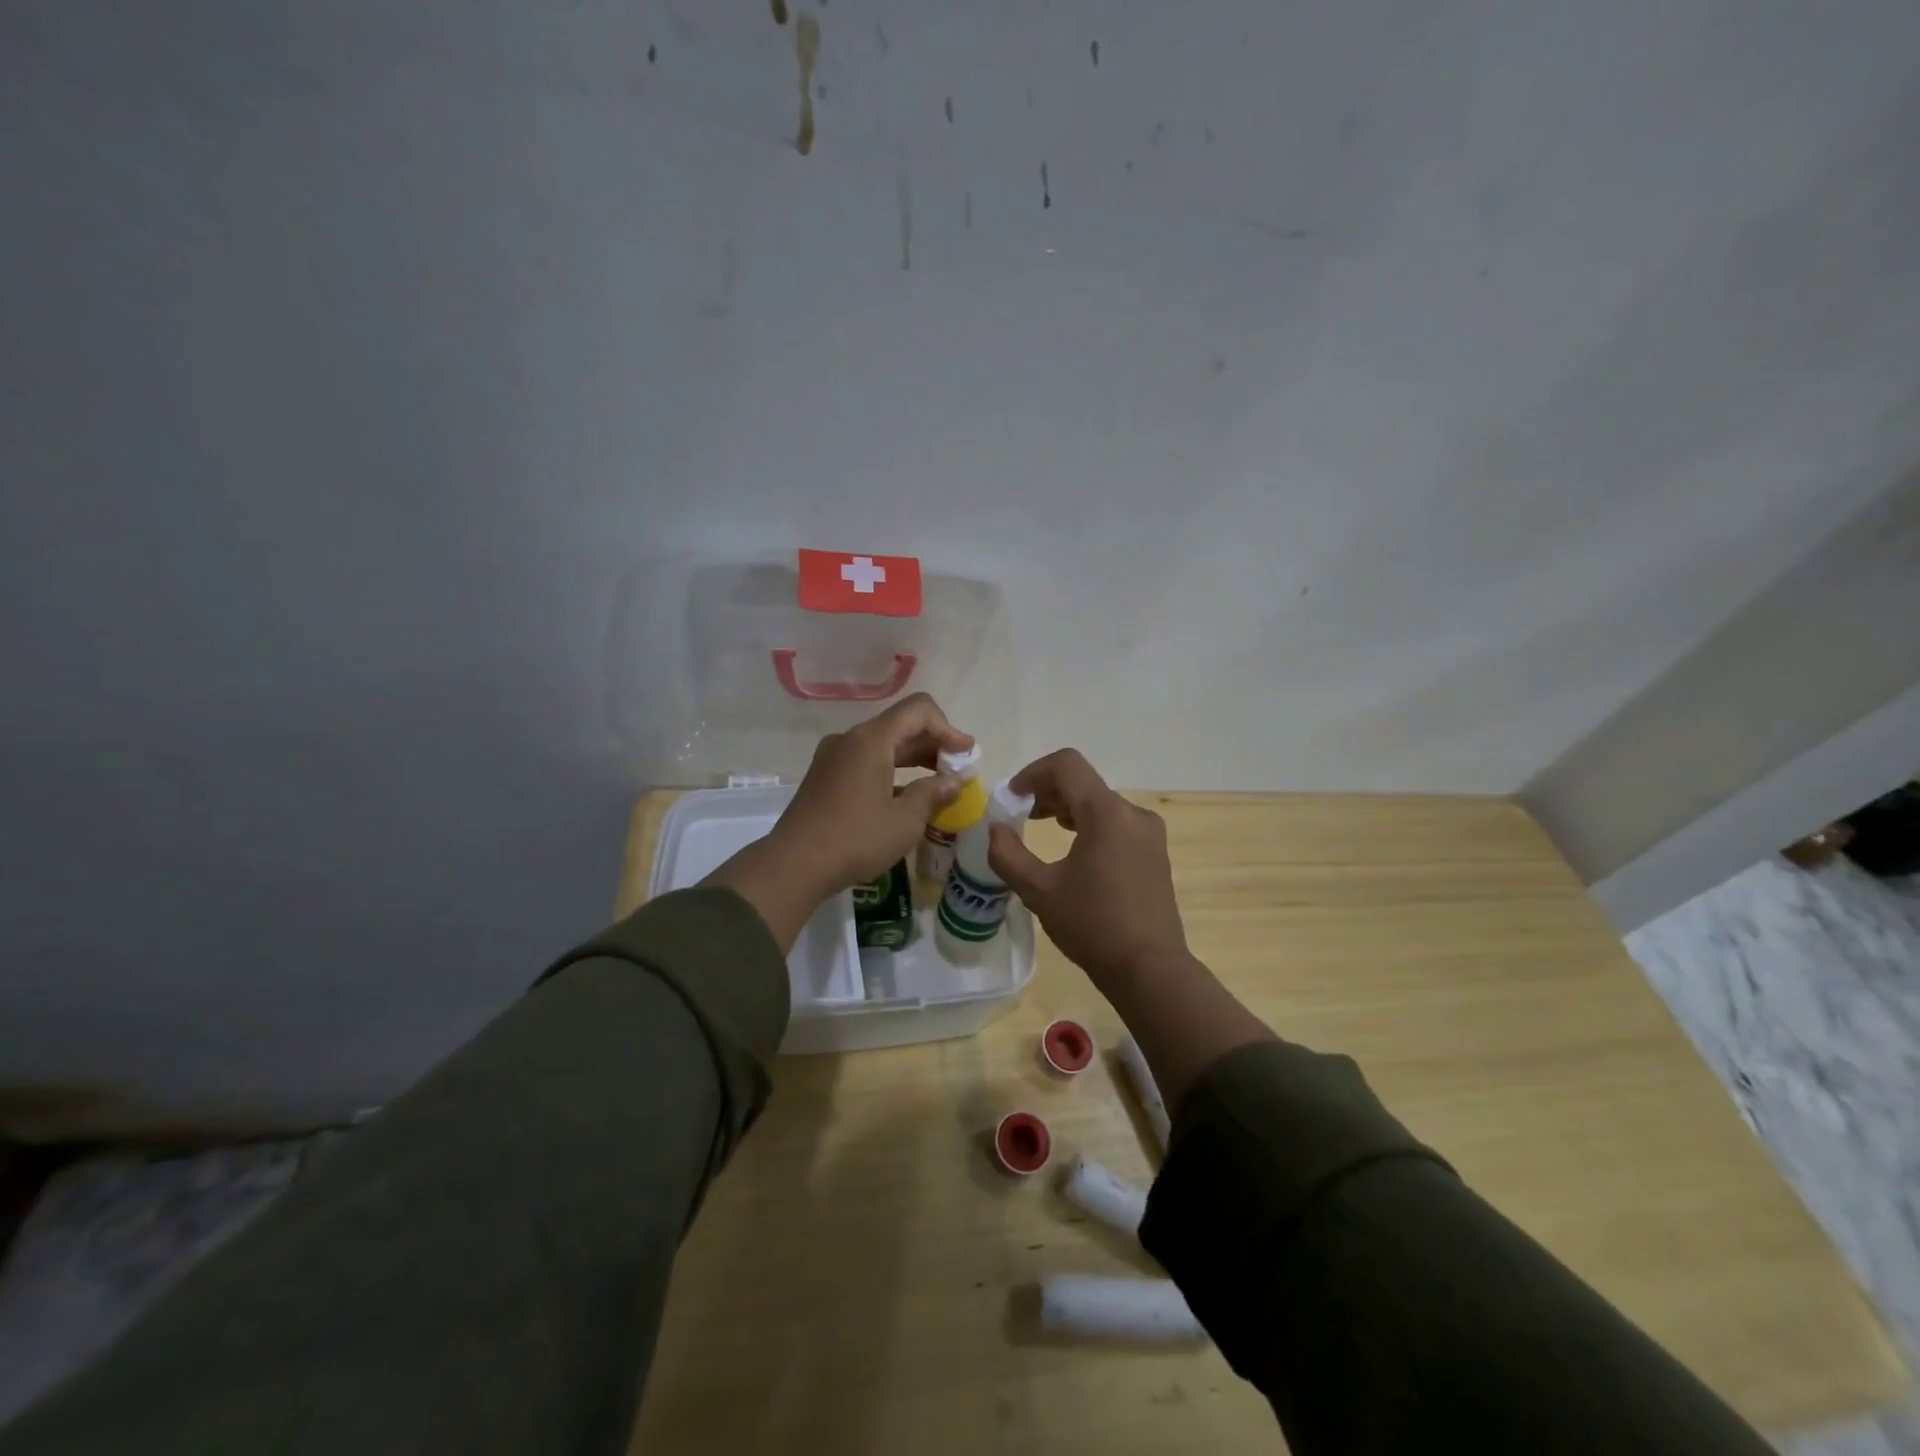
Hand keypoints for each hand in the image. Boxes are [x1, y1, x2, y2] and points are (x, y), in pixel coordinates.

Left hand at [772, 693, 972, 894]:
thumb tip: (953, 782)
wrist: (794, 865)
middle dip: (934, 744)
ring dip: (914, 758)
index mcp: (871, 739)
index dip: (948, 728)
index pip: (919, 710)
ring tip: (938, 784)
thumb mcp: (905, 821)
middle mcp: (851, 739)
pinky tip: (906, 797)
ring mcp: (834, 757)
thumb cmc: (856, 839)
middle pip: (901, 725)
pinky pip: (866, 761)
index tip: (966, 755)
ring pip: (883, 744)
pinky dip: (892, 771)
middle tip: (959, 770)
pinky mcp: (825, 776)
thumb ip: (933, 793)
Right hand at [987, 748, 1190, 988]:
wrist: (1149, 970)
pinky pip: (1117, 822)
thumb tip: (994, 829)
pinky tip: (1073, 848)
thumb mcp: (1039, 891)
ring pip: (1100, 802)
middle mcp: (1133, 813)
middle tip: (1019, 814)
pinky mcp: (1155, 852)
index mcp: (1106, 813)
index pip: (1067, 765)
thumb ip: (1008, 854)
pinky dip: (1089, 823)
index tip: (1012, 797)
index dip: (1033, 772)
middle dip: (1047, 791)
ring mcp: (1149, 833)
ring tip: (1040, 826)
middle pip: (1084, 783)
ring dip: (1067, 807)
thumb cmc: (1092, 926)